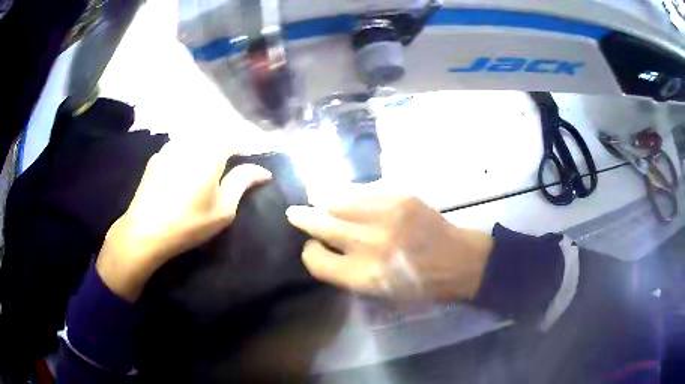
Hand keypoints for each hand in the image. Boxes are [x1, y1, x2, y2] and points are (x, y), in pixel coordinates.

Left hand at [97, 140, 271, 301]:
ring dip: (205, 147)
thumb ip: (243, 182)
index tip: (251, 161)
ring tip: (206, 166)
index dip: (246, 148)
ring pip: (195, 138)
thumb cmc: (189, 222)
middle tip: (230, 165)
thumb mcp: (223, 208)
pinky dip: (187, 152)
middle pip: (214, 135)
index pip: (235, 139)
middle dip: (225, 146)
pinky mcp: (156, 158)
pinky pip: (178, 147)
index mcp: (210, 151)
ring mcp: (170, 147)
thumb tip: (263, 170)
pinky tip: (183, 170)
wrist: (145, 231)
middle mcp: (190, 142)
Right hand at [286, 195, 492, 301]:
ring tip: (319, 200)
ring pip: (336, 199)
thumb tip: (322, 247)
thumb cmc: (418, 285)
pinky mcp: (399, 196)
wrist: (458, 260)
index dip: (309, 252)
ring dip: (324, 200)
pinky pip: (362, 189)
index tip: (312, 247)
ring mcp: (385, 215)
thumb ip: (346, 272)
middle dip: (303, 217)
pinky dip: (351, 193)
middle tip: (295, 213)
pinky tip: (351, 196)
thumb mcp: (378, 293)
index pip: (315, 259)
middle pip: (320, 223)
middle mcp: (368, 244)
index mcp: (362, 275)